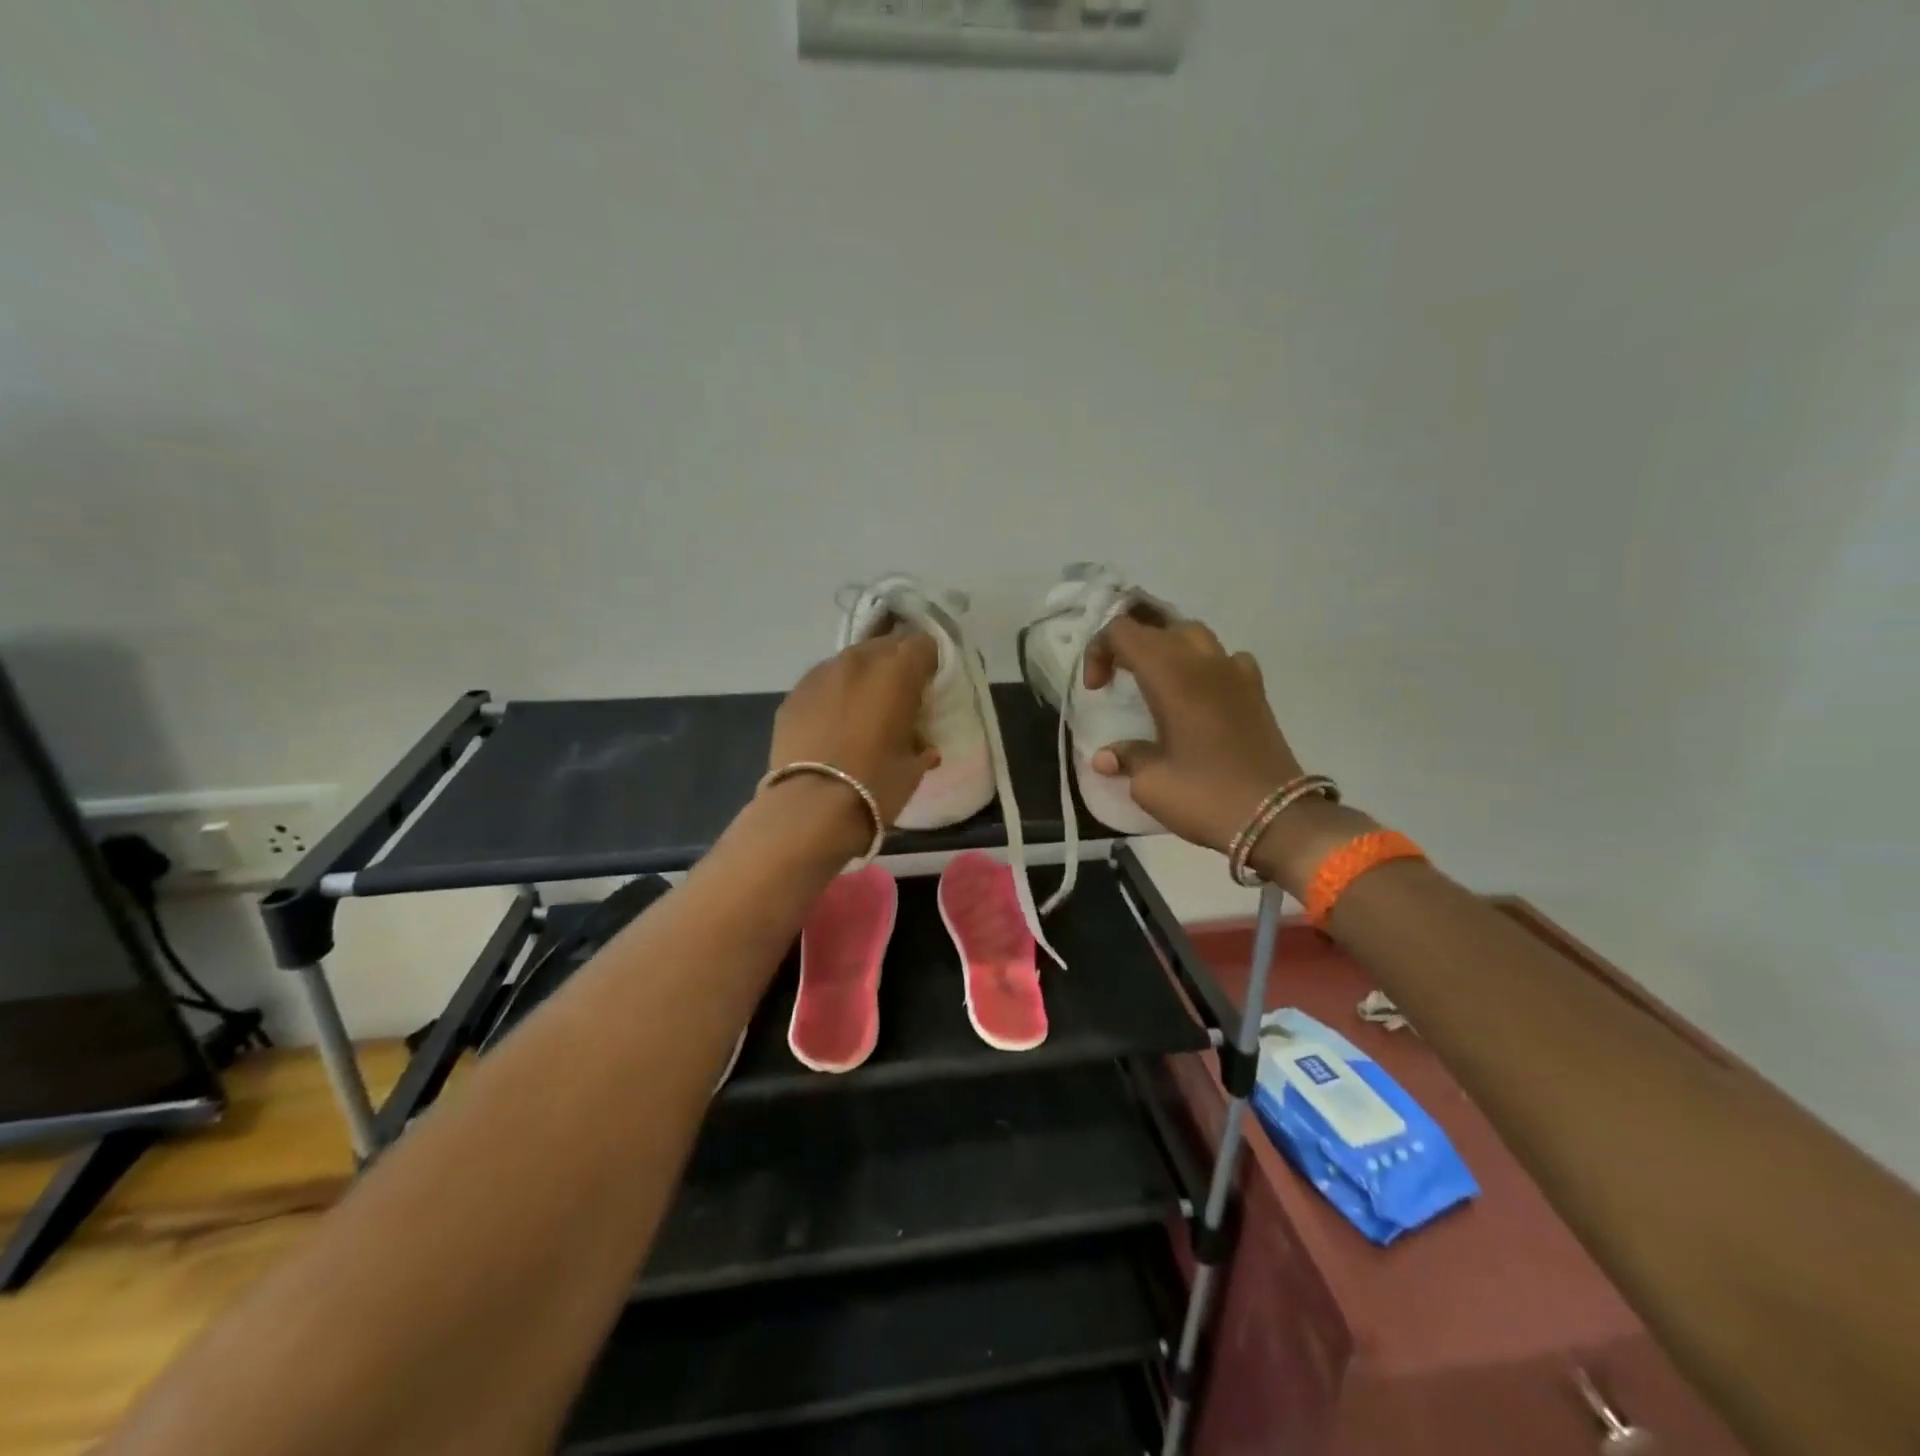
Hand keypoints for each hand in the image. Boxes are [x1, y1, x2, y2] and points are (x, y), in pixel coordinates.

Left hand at [769, 628, 941, 830]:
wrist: (812, 807)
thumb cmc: (876, 784)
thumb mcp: (914, 765)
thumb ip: (921, 743)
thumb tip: (922, 744)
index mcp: (897, 671)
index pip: (923, 644)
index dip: (929, 664)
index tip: (929, 687)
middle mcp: (859, 660)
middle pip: (885, 646)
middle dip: (895, 665)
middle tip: (899, 697)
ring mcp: (820, 674)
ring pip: (850, 662)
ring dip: (862, 679)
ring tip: (863, 711)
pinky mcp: (793, 694)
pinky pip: (822, 684)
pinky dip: (833, 696)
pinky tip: (833, 725)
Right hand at [1083, 616, 1304, 855]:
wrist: (1277, 818)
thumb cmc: (1205, 796)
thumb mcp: (1151, 784)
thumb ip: (1126, 758)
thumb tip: (1105, 757)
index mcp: (1171, 676)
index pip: (1124, 631)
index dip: (1100, 650)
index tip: (1097, 690)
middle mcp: (1203, 663)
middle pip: (1158, 627)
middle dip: (1129, 646)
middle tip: (1117, 681)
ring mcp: (1235, 673)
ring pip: (1193, 635)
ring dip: (1166, 649)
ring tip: (1153, 682)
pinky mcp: (1256, 691)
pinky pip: (1225, 658)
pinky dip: (1204, 666)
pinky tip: (1199, 694)